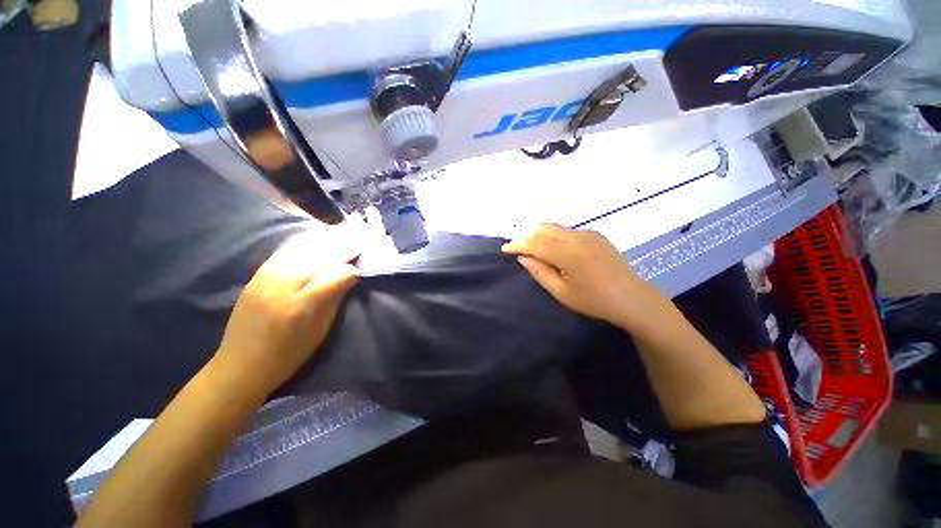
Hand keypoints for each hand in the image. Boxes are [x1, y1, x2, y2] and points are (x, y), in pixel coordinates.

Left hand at [214, 232, 358, 396]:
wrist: (240, 366)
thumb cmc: (288, 356)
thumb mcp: (319, 332)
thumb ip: (333, 301)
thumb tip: (349, 279)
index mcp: (299, 307)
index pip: (331, 278)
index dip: (348, 271)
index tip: (358, 271)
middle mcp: (280, 289)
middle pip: (315, 262)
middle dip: (338, 254)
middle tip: (354, 249)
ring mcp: (263, 282)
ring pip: (297, 254)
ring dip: (320, 248)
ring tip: (336, 244)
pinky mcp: (253, 280)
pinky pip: (279, 256)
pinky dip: (298, 248)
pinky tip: (310, 245)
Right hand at [502, 224, 668, 329]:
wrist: (632, 299)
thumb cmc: (595, 301)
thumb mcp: (562, 293)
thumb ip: (540, 273)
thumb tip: (524, 258)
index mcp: (570, 254)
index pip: (536, 243)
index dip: (518, 245)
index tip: (505, 249)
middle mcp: (578, 238)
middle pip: (544, 230)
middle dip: (527, 237)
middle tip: (516, 248)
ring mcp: (589, 234)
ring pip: (556, 228)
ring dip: (539, 234)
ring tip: (530, 246)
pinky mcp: (596, 235)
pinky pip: (567, 231)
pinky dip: (554, 235)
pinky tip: (553, 247)